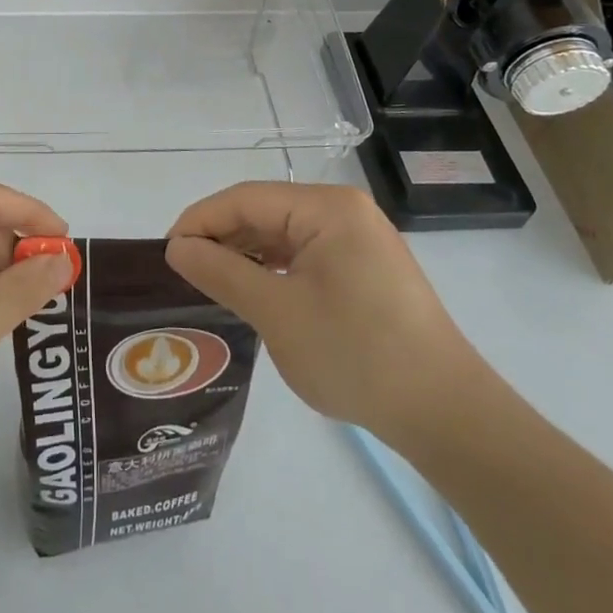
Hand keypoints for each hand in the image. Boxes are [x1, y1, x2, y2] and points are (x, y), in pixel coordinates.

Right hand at [164, 183, 489, 449]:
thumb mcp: (277, 313)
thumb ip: (222, 272)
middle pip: (264, 212)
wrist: (446, 414)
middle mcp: (343, 211)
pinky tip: (252, 293)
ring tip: (209, 284)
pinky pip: (303, 255)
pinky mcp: (363, 268)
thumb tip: (176, 248)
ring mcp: (357, 239)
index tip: (166, 254)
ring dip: (244, 255)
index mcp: (327, 208)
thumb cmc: (357, 355)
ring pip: (282, 235)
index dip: (200, 221)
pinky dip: (272, 270)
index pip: (245, 198)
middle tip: (183, 273)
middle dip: (221, 238)